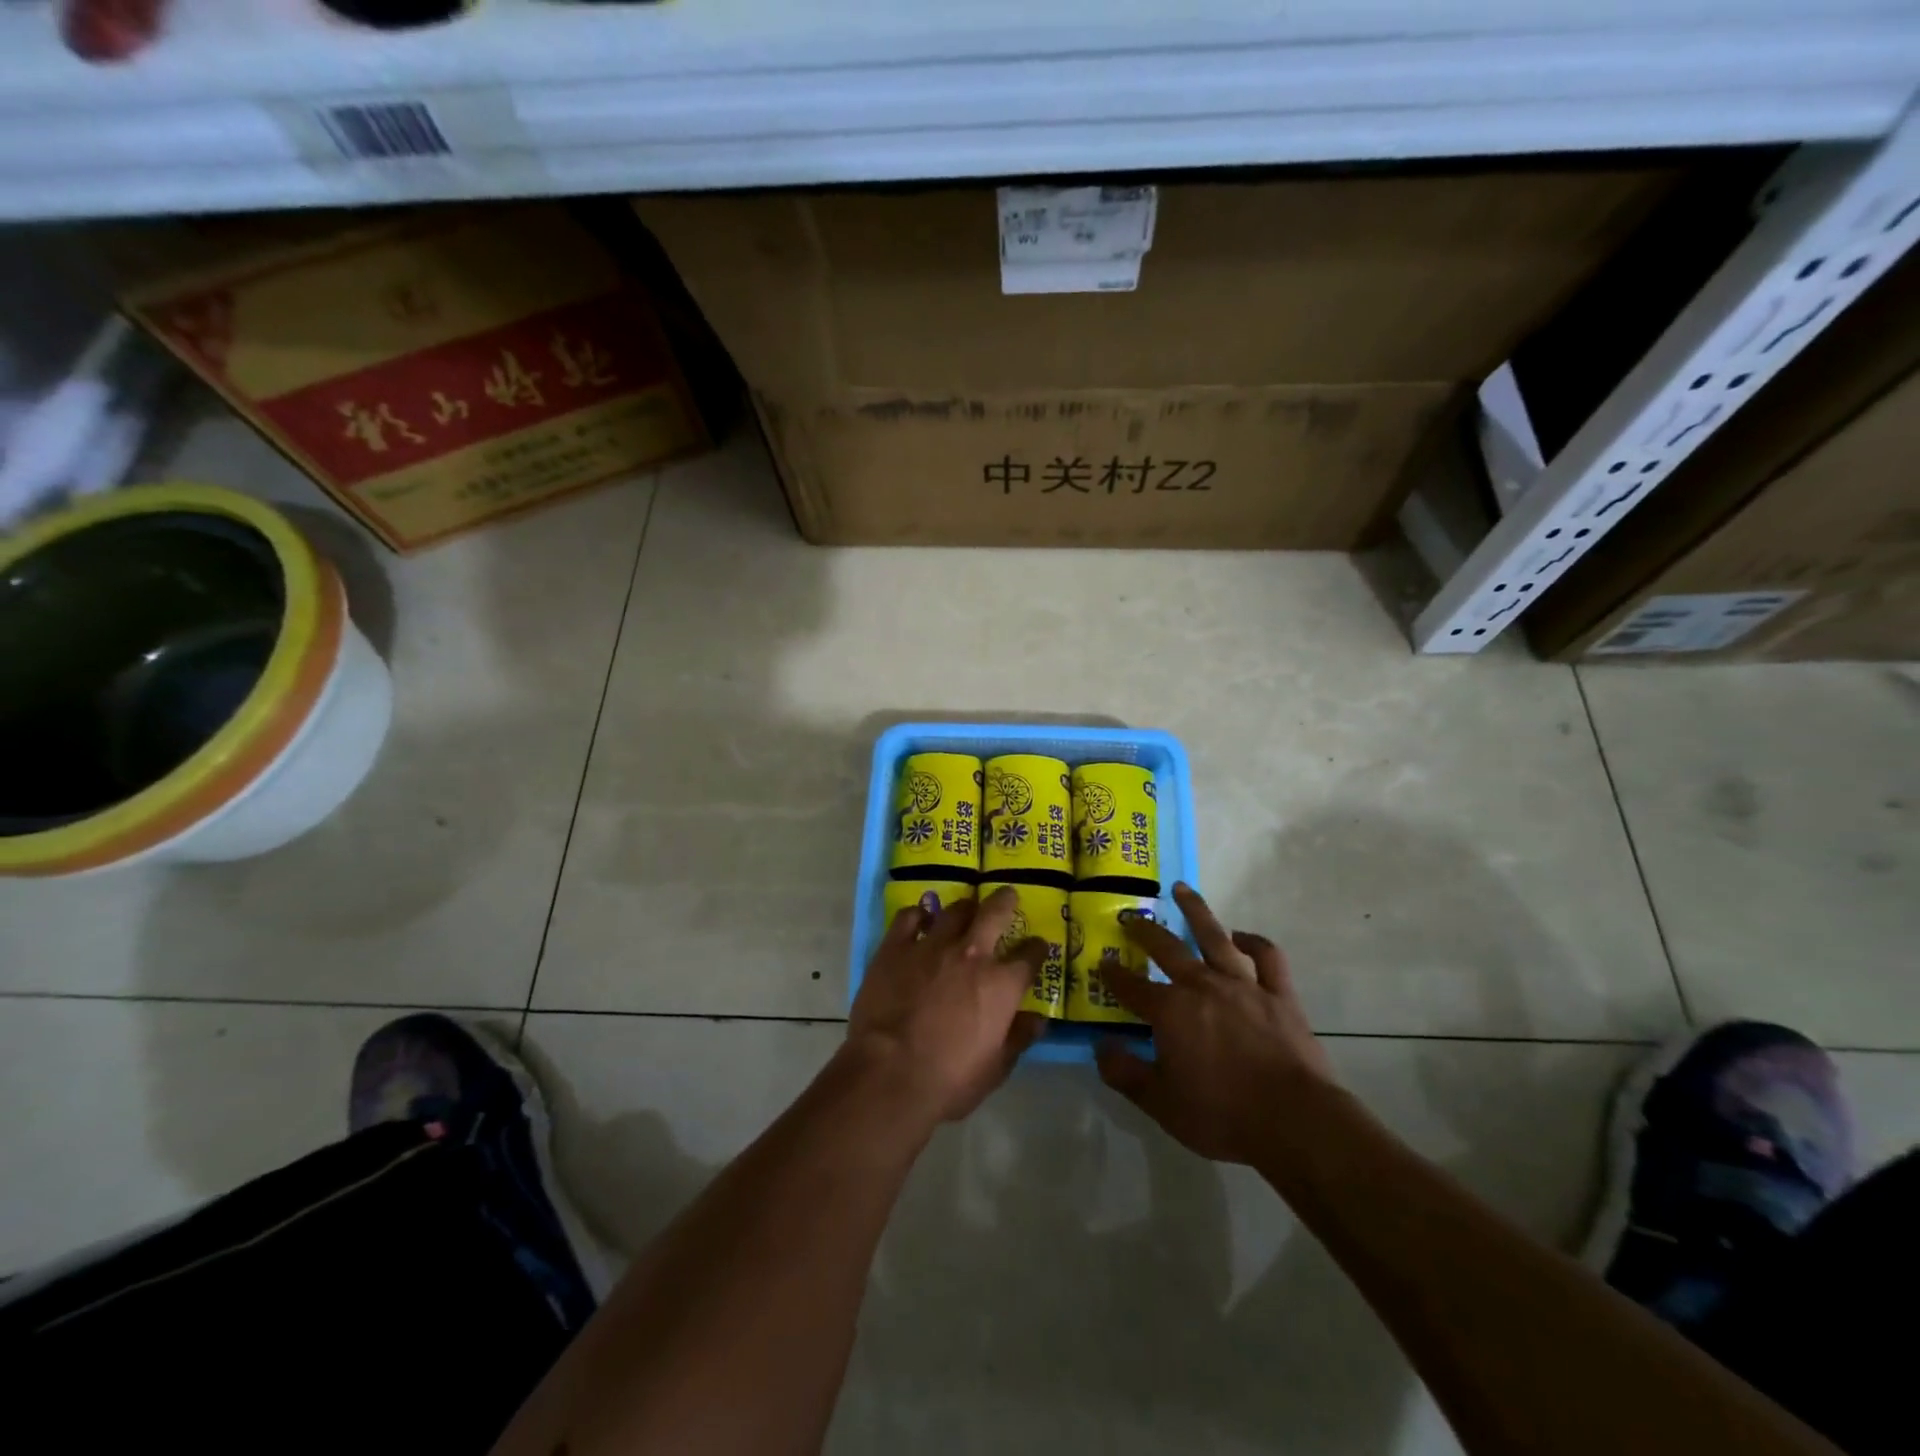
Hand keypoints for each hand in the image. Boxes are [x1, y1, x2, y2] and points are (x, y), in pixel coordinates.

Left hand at [844, 887, 1046, 1125]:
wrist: (889, 1074)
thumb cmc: (949, 1080)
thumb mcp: (995, 1068)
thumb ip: (1019, 1038)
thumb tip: (1039, 1019)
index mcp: (1002, 984)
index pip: (1030, 956)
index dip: (1036, 949)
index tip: (1037, 947)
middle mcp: (972, 954)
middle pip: (995, 913)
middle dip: (1005, 901)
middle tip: (1008, 896)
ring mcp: (932, 946)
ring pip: (955, 911)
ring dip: (965, 908)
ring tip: (966, 909)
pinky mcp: (896, 947)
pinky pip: (909, 917)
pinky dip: (918, 915)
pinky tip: (920, 919)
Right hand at [1095, 883, 1334, 1164]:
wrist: (1294, 1120)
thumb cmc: (1221, 1114)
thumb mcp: (1160, 1103)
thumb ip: (1125, 1073)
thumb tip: (1100, 1046)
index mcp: (1170, 1010)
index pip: (1131, 986)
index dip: (1113, 974)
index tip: (1102, 963)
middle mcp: (1202, 985)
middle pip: (1167, 948)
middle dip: (1144, 930)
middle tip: (1130, 916)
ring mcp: (1243, 984)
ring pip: (1214, 936)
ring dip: (1196, 910)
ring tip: (1182, 890)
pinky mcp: (1279, 993)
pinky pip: (1266, 956)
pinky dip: (1253, 942)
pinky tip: (1241, 937)